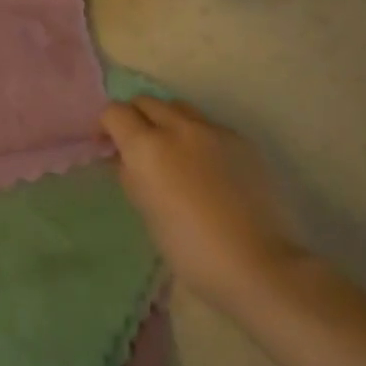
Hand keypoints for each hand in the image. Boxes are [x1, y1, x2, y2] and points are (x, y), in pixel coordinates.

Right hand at [102, 96, 306, 314]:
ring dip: (166, 120)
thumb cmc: (190, 248)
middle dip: (135, 117)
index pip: (114, 112)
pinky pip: (209, 125)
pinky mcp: (242, 140)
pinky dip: (197, 136)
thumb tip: (126, 159)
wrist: (259, 264)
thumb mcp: (146, 211)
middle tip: (136, 146)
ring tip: (172, 150)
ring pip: (178, 107)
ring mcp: (213, 130)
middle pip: (146, 101)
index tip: (107, 145)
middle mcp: (177, 127)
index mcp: (146, 146)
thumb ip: (131, 175)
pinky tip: (206, 166)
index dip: (106, 126)